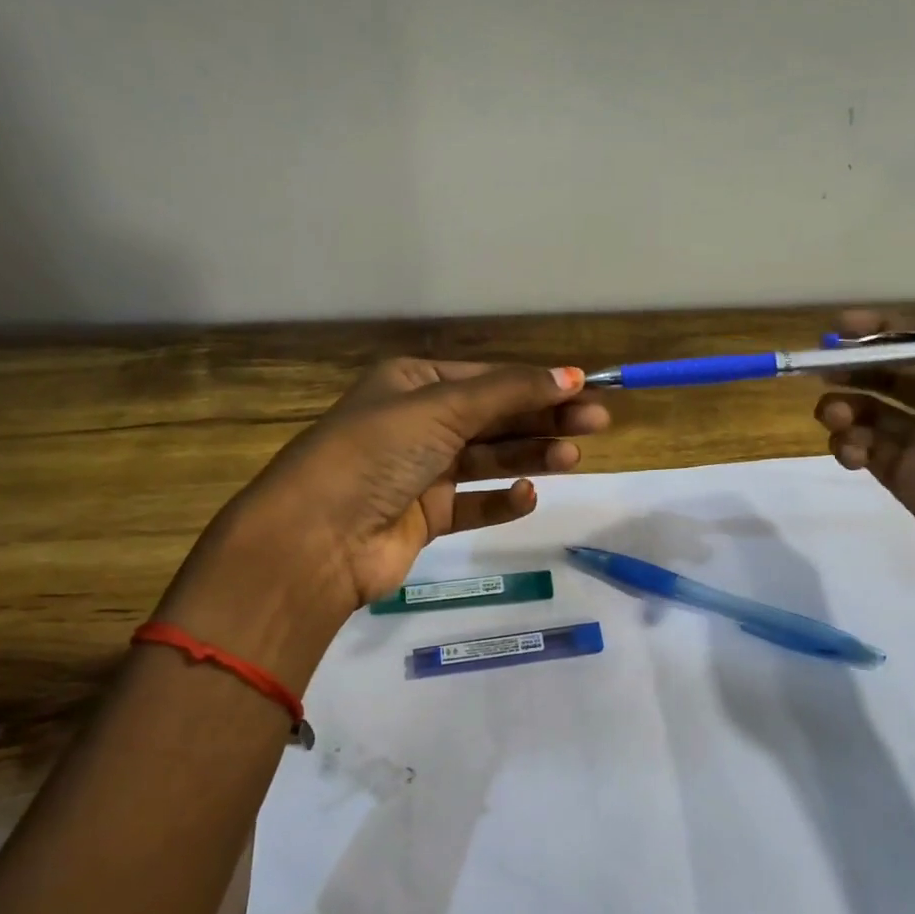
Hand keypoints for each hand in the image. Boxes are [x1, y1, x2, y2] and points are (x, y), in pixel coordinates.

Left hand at [158, 360, 608, 676]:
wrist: (318, 538)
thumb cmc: (377, 453)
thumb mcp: (443, 407)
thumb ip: (510, 393)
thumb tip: (572, 375)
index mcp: (413, 383)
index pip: (488, 378)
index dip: (538, 383)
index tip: (586, 390)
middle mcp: (417, 423)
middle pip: (494, 417)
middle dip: (544, 419)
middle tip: (597, 424)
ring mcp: (421, 472)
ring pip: (488, 459)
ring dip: (529, 455)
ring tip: (572, 458)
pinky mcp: (425, 517)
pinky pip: (473, 504)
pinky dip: (501, 500)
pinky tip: (525, 496)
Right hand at [815, 303, 914, 630]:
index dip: (894, 328)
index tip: (848, 326)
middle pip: (896, 372)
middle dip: (859, 363)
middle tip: (824, 362)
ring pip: (873, 413)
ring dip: (847, 404)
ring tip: (834, 411)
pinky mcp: (911, 483)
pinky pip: (868, 454)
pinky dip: (849, 445)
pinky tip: (852, 447)